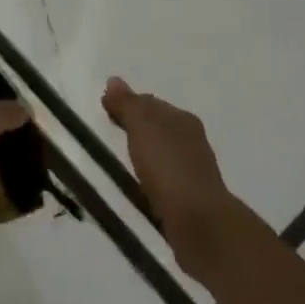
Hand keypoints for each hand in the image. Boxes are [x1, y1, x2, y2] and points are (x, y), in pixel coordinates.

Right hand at [102, 77, 237, 274]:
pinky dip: (151, 175)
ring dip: (144, 152)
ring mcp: (193, 169)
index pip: (150, 103)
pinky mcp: (189, 197)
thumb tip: (113, 80)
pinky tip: (139, 183)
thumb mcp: (142, 127)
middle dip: (136, 126)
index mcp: (182, 119)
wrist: (199, 222)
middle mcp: (192, 140)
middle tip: (110, 131)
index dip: (127, 103)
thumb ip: (127, 105)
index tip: (105, 110)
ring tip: (121, 158)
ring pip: (162, 151)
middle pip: (158, 125)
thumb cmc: (168, 167)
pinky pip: (164, 177)